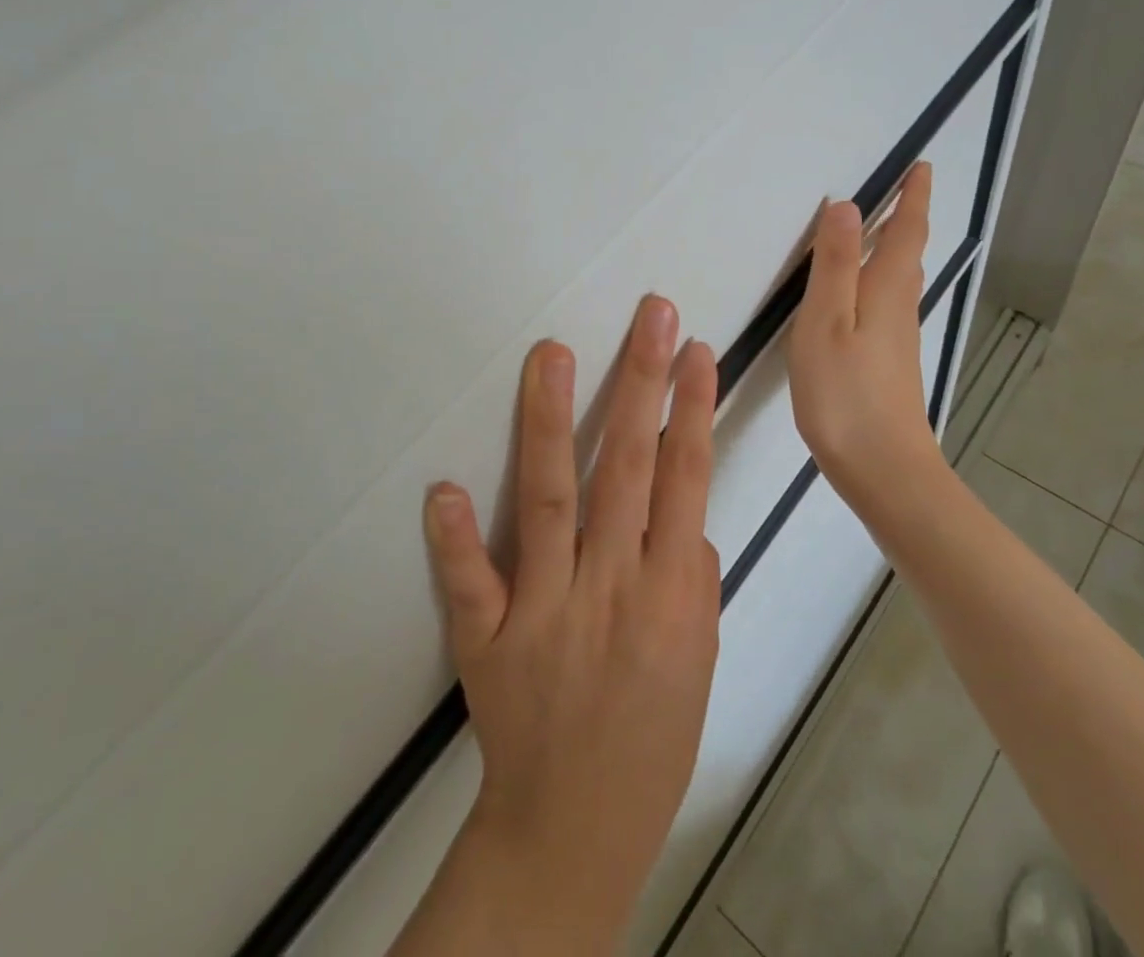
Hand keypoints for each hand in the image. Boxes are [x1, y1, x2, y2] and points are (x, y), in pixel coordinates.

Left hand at [416, 296, 720, 948]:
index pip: (687, 479)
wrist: (577, 827)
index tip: (696, 351)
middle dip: (643, 383)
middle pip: (630, 468)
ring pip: (551, 499)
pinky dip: (456, 538)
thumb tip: (685, 518)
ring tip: (553, 354)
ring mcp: (546, 609)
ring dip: (552, 422)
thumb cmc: (653, 736)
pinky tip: (444, 489)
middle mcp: (611, 587)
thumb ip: (694, 579)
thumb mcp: (699, 658)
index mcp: (670, 593)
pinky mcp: (490, 637)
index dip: (693, 410)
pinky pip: (472, 583)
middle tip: (651, 316)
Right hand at [786, 164, 943, 512]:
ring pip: (900, 280)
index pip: (906, 231)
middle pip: (908, 253)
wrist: (883, 468)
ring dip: (893, 249)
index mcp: (886, 290)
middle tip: (900, 191)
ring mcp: (898, 339)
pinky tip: (860, 296)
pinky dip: (879, 281)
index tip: (922, 167)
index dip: (914, 198)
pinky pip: (888, 304)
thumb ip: (834, 264)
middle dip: (906, 219)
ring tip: (876, 232)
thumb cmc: (845, 392)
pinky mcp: (890, 364)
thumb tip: (847, 205)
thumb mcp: (826, 321)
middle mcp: (899, 308)